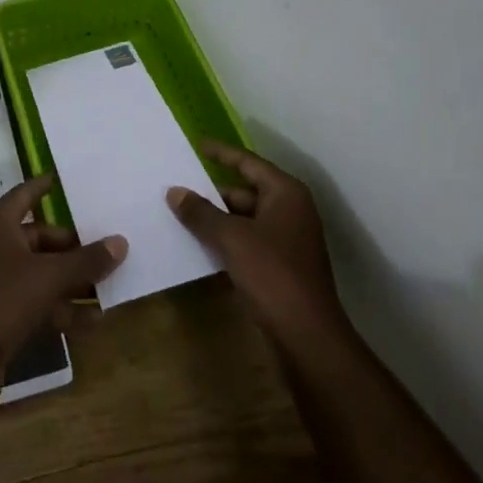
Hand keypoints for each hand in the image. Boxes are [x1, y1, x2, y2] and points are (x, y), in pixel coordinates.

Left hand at [0, 174, 127, 383]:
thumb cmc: (2, 300)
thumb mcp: (50, 277)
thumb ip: (86, 260)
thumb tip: (121, 242)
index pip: (23, 195)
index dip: (42, 186)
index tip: (62, 179)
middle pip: (38, 238)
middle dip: (71, 245)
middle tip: (104, 248)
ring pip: (40, 273)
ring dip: (70, 280)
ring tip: (107, 285)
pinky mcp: (0, 318)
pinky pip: (37, 303)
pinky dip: (61, 308)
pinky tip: (92, 321)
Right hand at [167, 141, 344, 340]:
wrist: (308, 338)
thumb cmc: (273, 275)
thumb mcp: (231, 239)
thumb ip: (201, 213)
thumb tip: (174, 192)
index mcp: (285, 193)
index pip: (247, 162)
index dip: (220, 153)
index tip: (195, 145)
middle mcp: (290, 210)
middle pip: (245, 191)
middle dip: (212, 192)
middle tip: (178, 187)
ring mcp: (288, 240)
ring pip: (245, 219)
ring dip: (217, 219)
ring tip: (181, 215)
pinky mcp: (282, 267)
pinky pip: (248, 242)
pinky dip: (226, 241)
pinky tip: (200, 246)